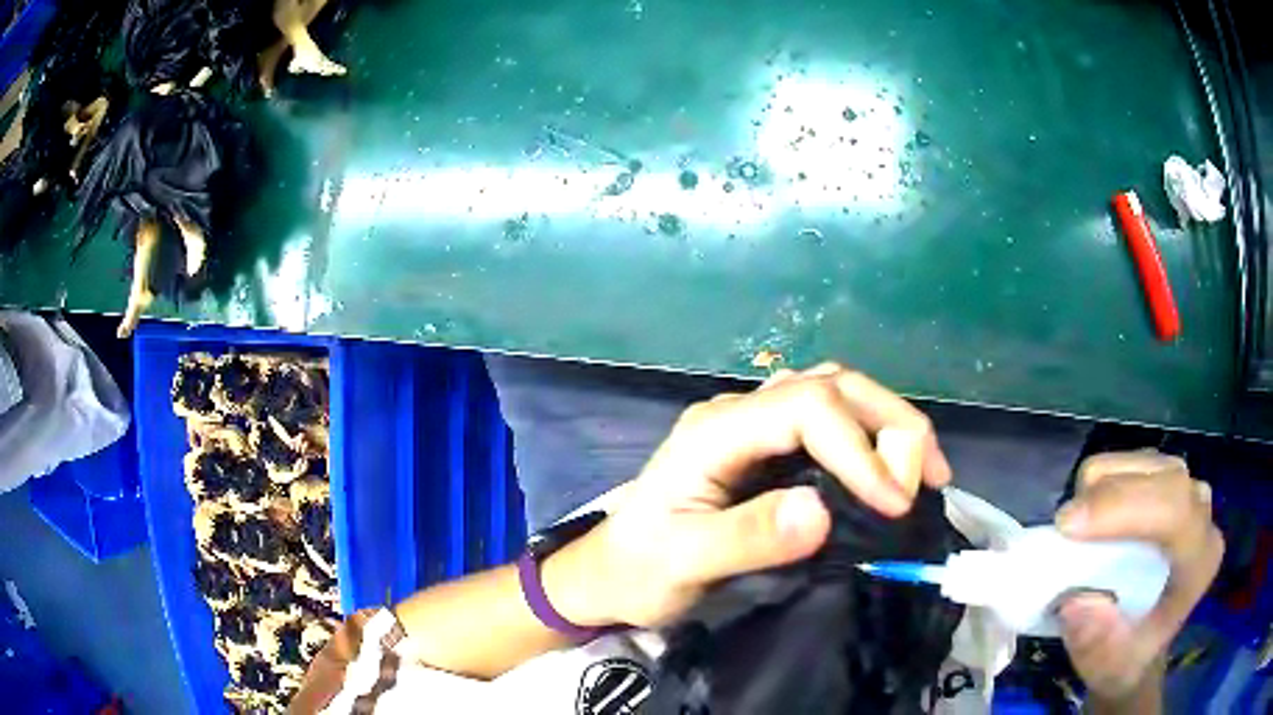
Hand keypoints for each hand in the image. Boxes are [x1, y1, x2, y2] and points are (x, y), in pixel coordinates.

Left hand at [544, 364, 951, 628]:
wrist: (609, 573)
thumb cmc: (639, 570)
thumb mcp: (684, 563)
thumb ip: (747, 537)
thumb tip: (821, 511)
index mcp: (716, 432)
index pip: (805, 408)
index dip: (859, 448)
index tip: (895, 501)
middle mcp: (739, 414)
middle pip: (829, 385)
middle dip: (889, 421)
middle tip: (930, 477)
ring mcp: (753, 426)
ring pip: (834, 393)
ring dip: (886, 422)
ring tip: (924, 470)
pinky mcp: (765, 447)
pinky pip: (828, 422)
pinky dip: (869, 437)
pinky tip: (889, 470)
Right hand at [1055, 451, 1223, 706]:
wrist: (1140, 650)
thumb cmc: (1127, 660)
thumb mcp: (1109, 668)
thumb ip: (1098, 642)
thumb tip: (1075, 600)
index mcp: (1200, 561)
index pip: (1175, 512)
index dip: (1125, 508)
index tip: (1068, 526)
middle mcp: (1202, 515)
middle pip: (1162, 477)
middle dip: (1109, 495)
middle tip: (1062, 525)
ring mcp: (1188, 493)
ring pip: (1147, 462)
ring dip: (1105, 486)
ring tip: (1077, 528)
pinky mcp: (1170, 483)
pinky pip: (1137, 463)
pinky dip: (1107, 482)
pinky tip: (1095, 518)